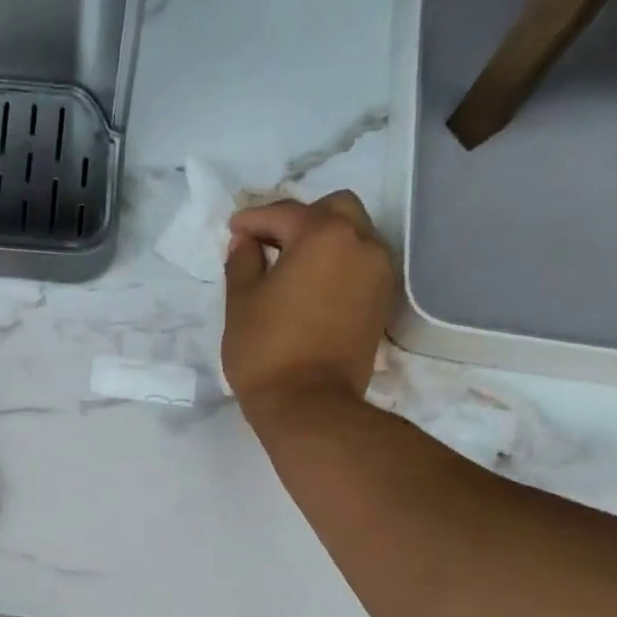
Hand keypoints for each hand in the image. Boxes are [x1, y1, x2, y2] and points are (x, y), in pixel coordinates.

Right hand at [223, 191, 399, 422]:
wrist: (309, 406)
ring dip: (323, 242)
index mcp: (323, 235)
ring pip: (353, 235)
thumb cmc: (266, 352)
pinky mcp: (382, 302)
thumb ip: (243, 261)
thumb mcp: (241, 304)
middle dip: (299, 220)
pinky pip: (361, 265)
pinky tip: (312, 288)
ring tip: (291, 268)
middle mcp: (361, 243)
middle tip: (270, 245)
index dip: (254, 219)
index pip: (285, 213)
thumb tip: (246, 241)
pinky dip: (338, 266)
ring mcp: (379, 273)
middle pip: (333, 210)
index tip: (234, 230)